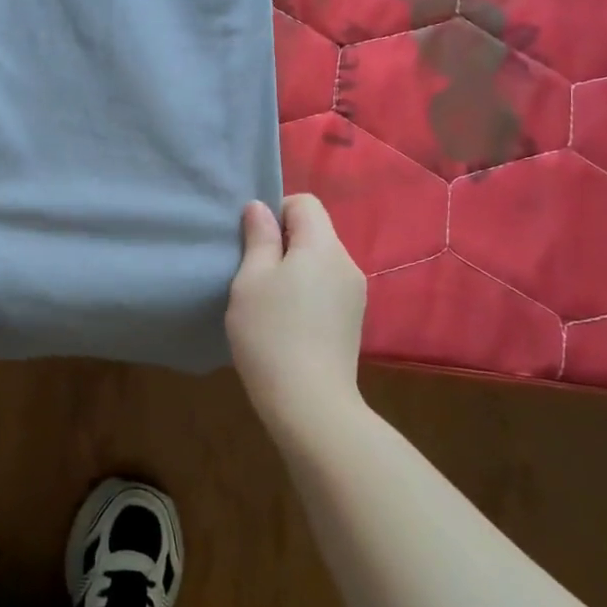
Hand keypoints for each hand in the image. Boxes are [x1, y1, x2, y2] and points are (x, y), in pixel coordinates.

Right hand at [226, 195, 366, 438]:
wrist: (310, 403)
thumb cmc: (271, 332)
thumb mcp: (251, 279)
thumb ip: (259, 238)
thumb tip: (260, 207)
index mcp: (323, 246)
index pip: (305, 203)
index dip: (276, 212)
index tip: (253, 242)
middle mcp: (347, 263)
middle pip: (315, 232)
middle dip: (283, 243)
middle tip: (253, 273)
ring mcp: (355, 295)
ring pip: (320, 262)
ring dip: (294, 270)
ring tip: (268, 301)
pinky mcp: (353, 321)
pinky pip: (327, 288)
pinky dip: (306, 292)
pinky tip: (287, 323)